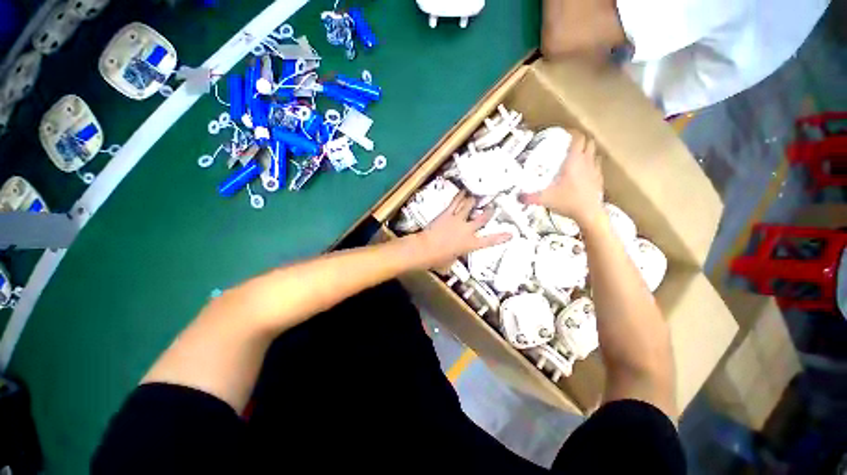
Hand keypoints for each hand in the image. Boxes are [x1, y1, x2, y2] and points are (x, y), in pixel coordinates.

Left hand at [415, 191, 512, 269]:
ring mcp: (458, 220)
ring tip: (478, 195)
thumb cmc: (438, 259)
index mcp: (470, 244)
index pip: (489, 241)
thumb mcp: (451, 261)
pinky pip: (455, 203)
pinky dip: (460, 196)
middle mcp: (467, 230)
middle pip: (482, 219)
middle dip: (489, 213)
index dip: (501, 237)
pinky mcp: (447, 214)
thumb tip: (454, 255)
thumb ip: (456, 255)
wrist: (426, 249)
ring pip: (469, 206)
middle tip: (493, 207)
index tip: (510, 234)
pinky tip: (463, 191)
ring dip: (474, 200)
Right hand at [520, 130, 603, 224]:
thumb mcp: (545, 199)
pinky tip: (584, 171)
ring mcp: (595, 170)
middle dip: (580, 139)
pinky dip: (591, 163)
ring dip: (587, 150)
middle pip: (589, 142)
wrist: (589, 214)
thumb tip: (517, 197)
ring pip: (595, 153)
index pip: (578, 138)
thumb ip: (529, 197)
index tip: (564, 132)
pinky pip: (597, 165)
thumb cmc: (567, 202)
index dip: (573, 132)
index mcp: (574, 161)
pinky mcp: (599, 179)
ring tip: (577, 155)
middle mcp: (587, 162)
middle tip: (569, 143)